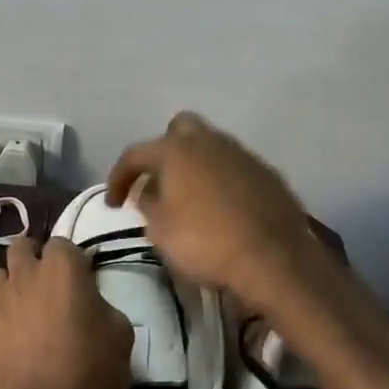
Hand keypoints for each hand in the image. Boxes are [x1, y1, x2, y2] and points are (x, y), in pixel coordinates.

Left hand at [0, 236, 131, 388]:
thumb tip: (89, 304)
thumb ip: (101, 305)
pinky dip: (2, 322)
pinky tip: (15, 345)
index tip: (81, 279)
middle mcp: (25, 276)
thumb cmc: (91, 376)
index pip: (62, 242)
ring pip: (0, 277)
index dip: (71, 259)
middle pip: (20, 247)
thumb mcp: (120, 334)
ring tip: (28, 309)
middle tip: (48, 282)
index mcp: (62, 268)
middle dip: (33, 257)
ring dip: (14, 285)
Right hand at [106, 112, 326, 306]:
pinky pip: (235, 167)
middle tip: (159, 182)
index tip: (113, 203)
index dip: (119, 177)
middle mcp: (208, 141)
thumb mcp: (161, 231)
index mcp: (176, 150)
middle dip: (164, 150)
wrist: (274, 258)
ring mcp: (241, 154)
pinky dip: (222, 180)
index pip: (135, 154)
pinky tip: (223, 207)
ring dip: (196, 165)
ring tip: (191, 197)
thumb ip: (147, 204)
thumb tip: (146, 190)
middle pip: (179, 130)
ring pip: (211, 146)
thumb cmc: (206, 243)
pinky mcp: (266, 173)